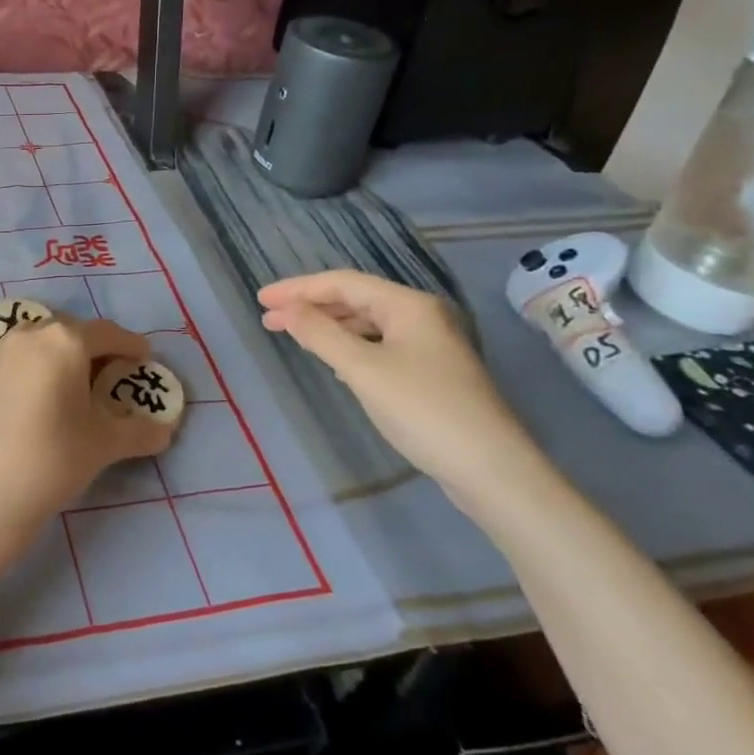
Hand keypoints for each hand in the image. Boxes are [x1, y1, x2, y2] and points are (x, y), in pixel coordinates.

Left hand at [0, 318, 174, 538]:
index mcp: (67, 340)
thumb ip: (139, 431)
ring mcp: (4, 350)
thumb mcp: (104, 444)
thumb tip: (165, 430)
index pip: (109, 333)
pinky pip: (24, 358)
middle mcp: (34, 334)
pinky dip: (42, 368)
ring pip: (45, 343)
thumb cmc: (53, 457)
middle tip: (114, 376)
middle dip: (97, 350)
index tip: (144, 360)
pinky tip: (47, 399)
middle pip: (75, 332)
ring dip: (66, 357)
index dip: (130, 346)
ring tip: (80, 389)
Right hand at [257, 270, 544, 498]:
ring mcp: (431, 344)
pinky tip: (334, 360)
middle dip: (311, 307)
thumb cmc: (423, 411)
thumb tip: (286, 309)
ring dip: (330, 326)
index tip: (260, 299)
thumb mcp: (362, 370)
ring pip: (369, 323)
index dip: (298, 288)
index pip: (342, 282)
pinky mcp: (433, 372)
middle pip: (356, 299)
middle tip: (269, 319)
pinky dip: (351, 345)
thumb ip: (320, 334)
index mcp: (408, 305)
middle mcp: (422, 315)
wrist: (493, 471)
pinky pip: (381, 345)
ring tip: (294, 335)